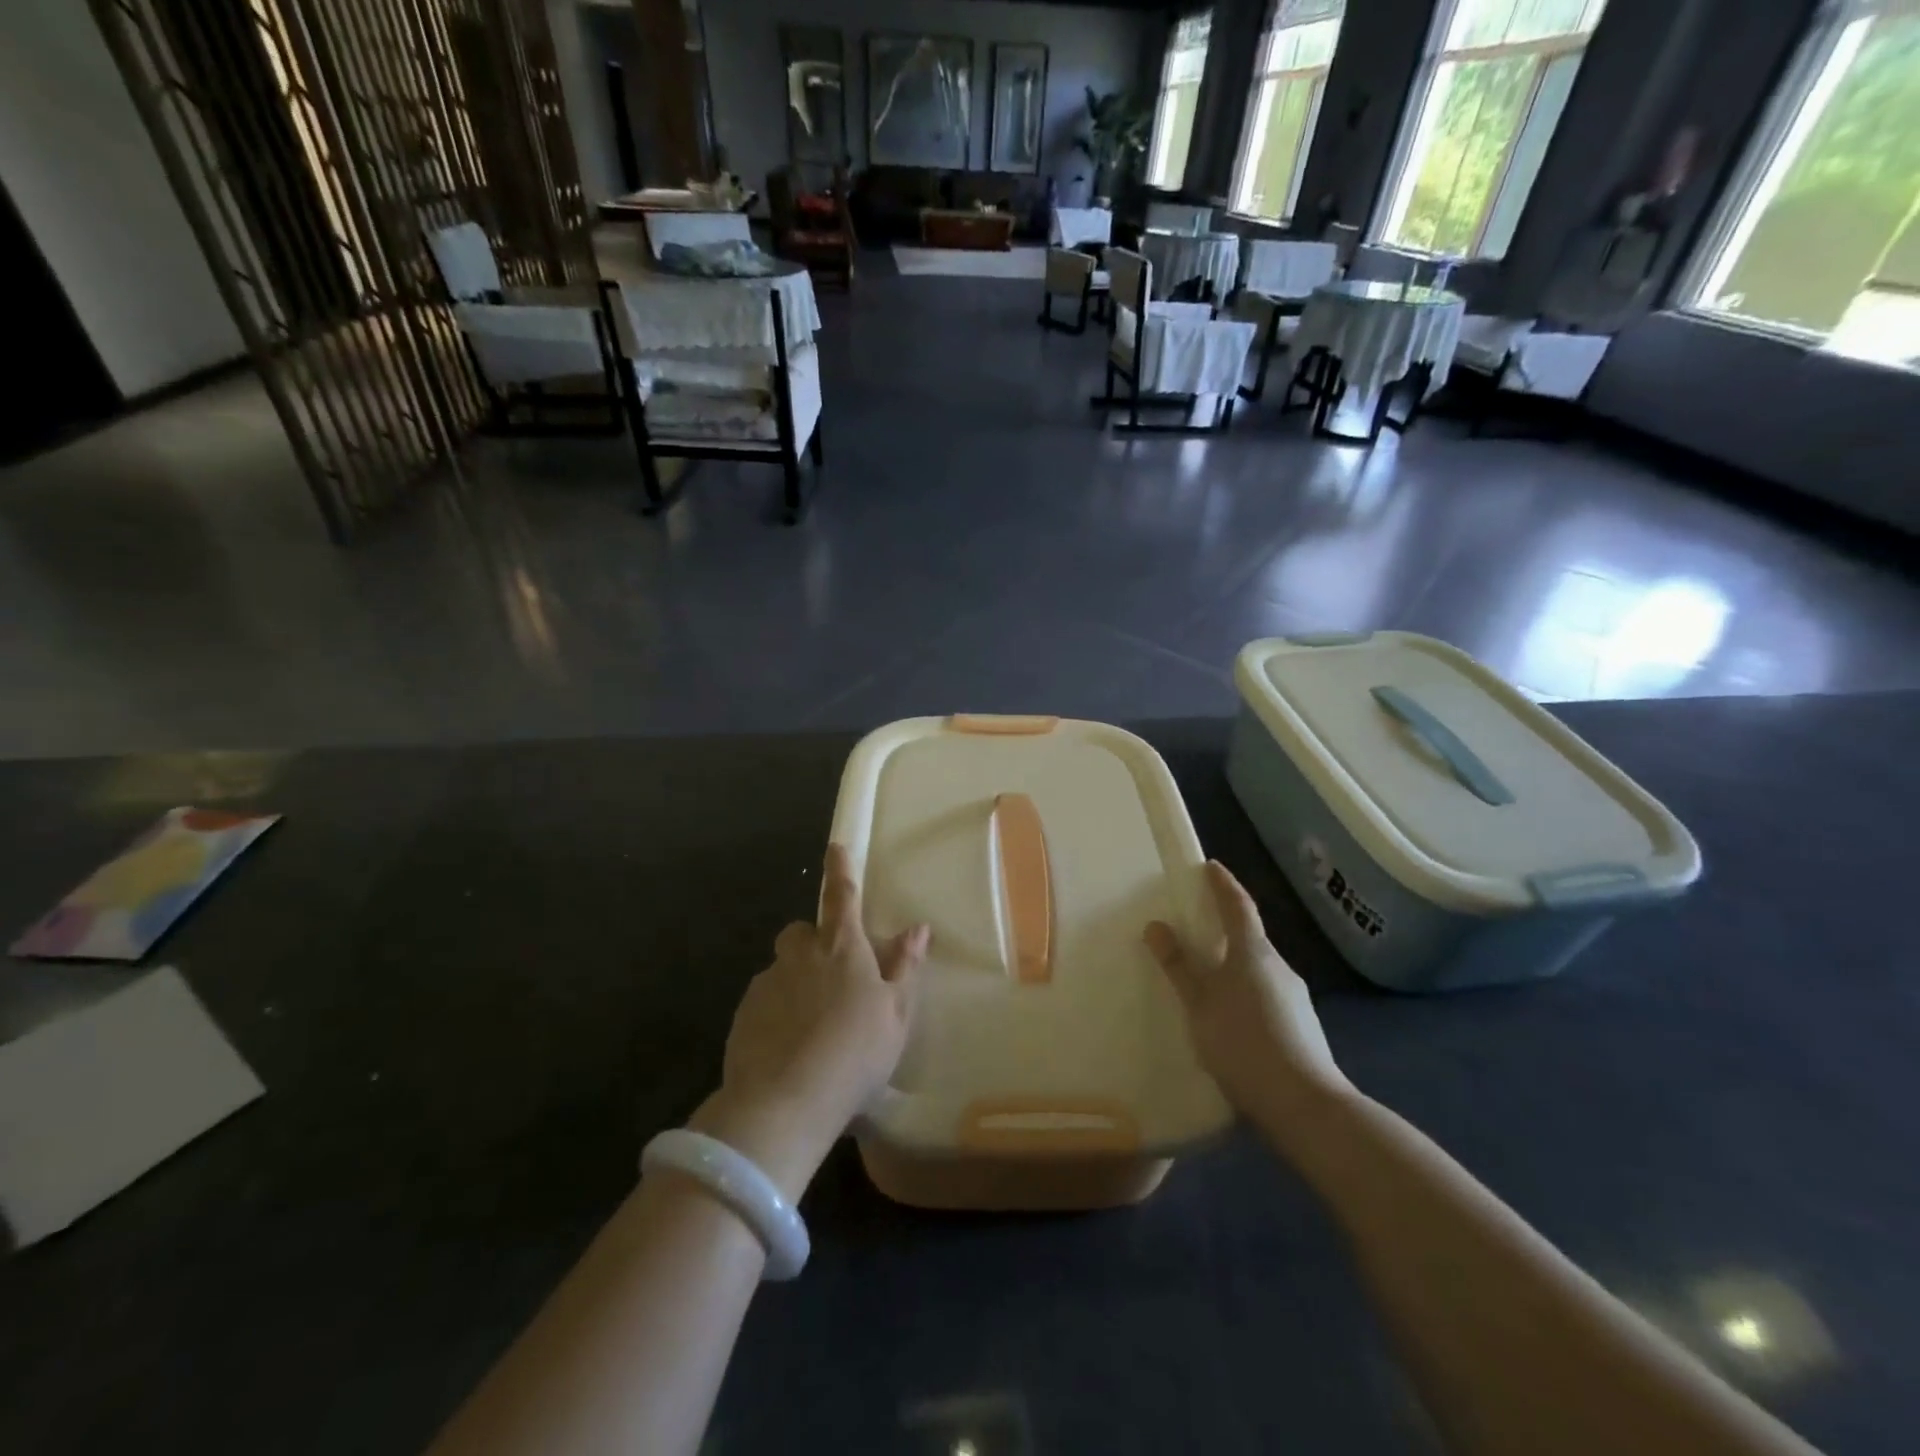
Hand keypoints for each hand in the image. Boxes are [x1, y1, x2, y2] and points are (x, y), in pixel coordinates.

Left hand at [691, 845, 929, 1201]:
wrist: (785, 1103)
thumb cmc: (856, 1053)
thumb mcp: (896, 1013)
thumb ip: (905, 967)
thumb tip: (918, 927)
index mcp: (842, 948)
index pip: (842, 896)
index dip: (840, 869)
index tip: (835, 845)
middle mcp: (800, 956)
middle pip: (802, 931)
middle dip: (814, 941)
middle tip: (833, 975)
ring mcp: (767, 984)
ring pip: (783, 968)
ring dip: (796, 981)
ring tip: (812, 1023)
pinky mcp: (743, 1015)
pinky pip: (764, 1000)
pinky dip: (777, 1012)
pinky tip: (789, 1046)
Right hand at [1145, 861, 1347, 1127]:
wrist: (1306, 1106)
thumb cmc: (1243, 1044)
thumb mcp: (1199, 1005)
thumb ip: (1179, 967)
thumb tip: (1157, 926)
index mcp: (1253, 953)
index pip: (1238, 905)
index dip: (1223, 884)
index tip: (1210, 866)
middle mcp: (1279, 966)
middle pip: (1249, 936)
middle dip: (1225, 928)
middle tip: (1196, 927)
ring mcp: (1295, 997)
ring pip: (1258, 968)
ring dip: (1234, 965)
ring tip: (1206, 979)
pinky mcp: (1302, 1025)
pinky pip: (1266, 994)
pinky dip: (1245, 992)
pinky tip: (1230, 1018)